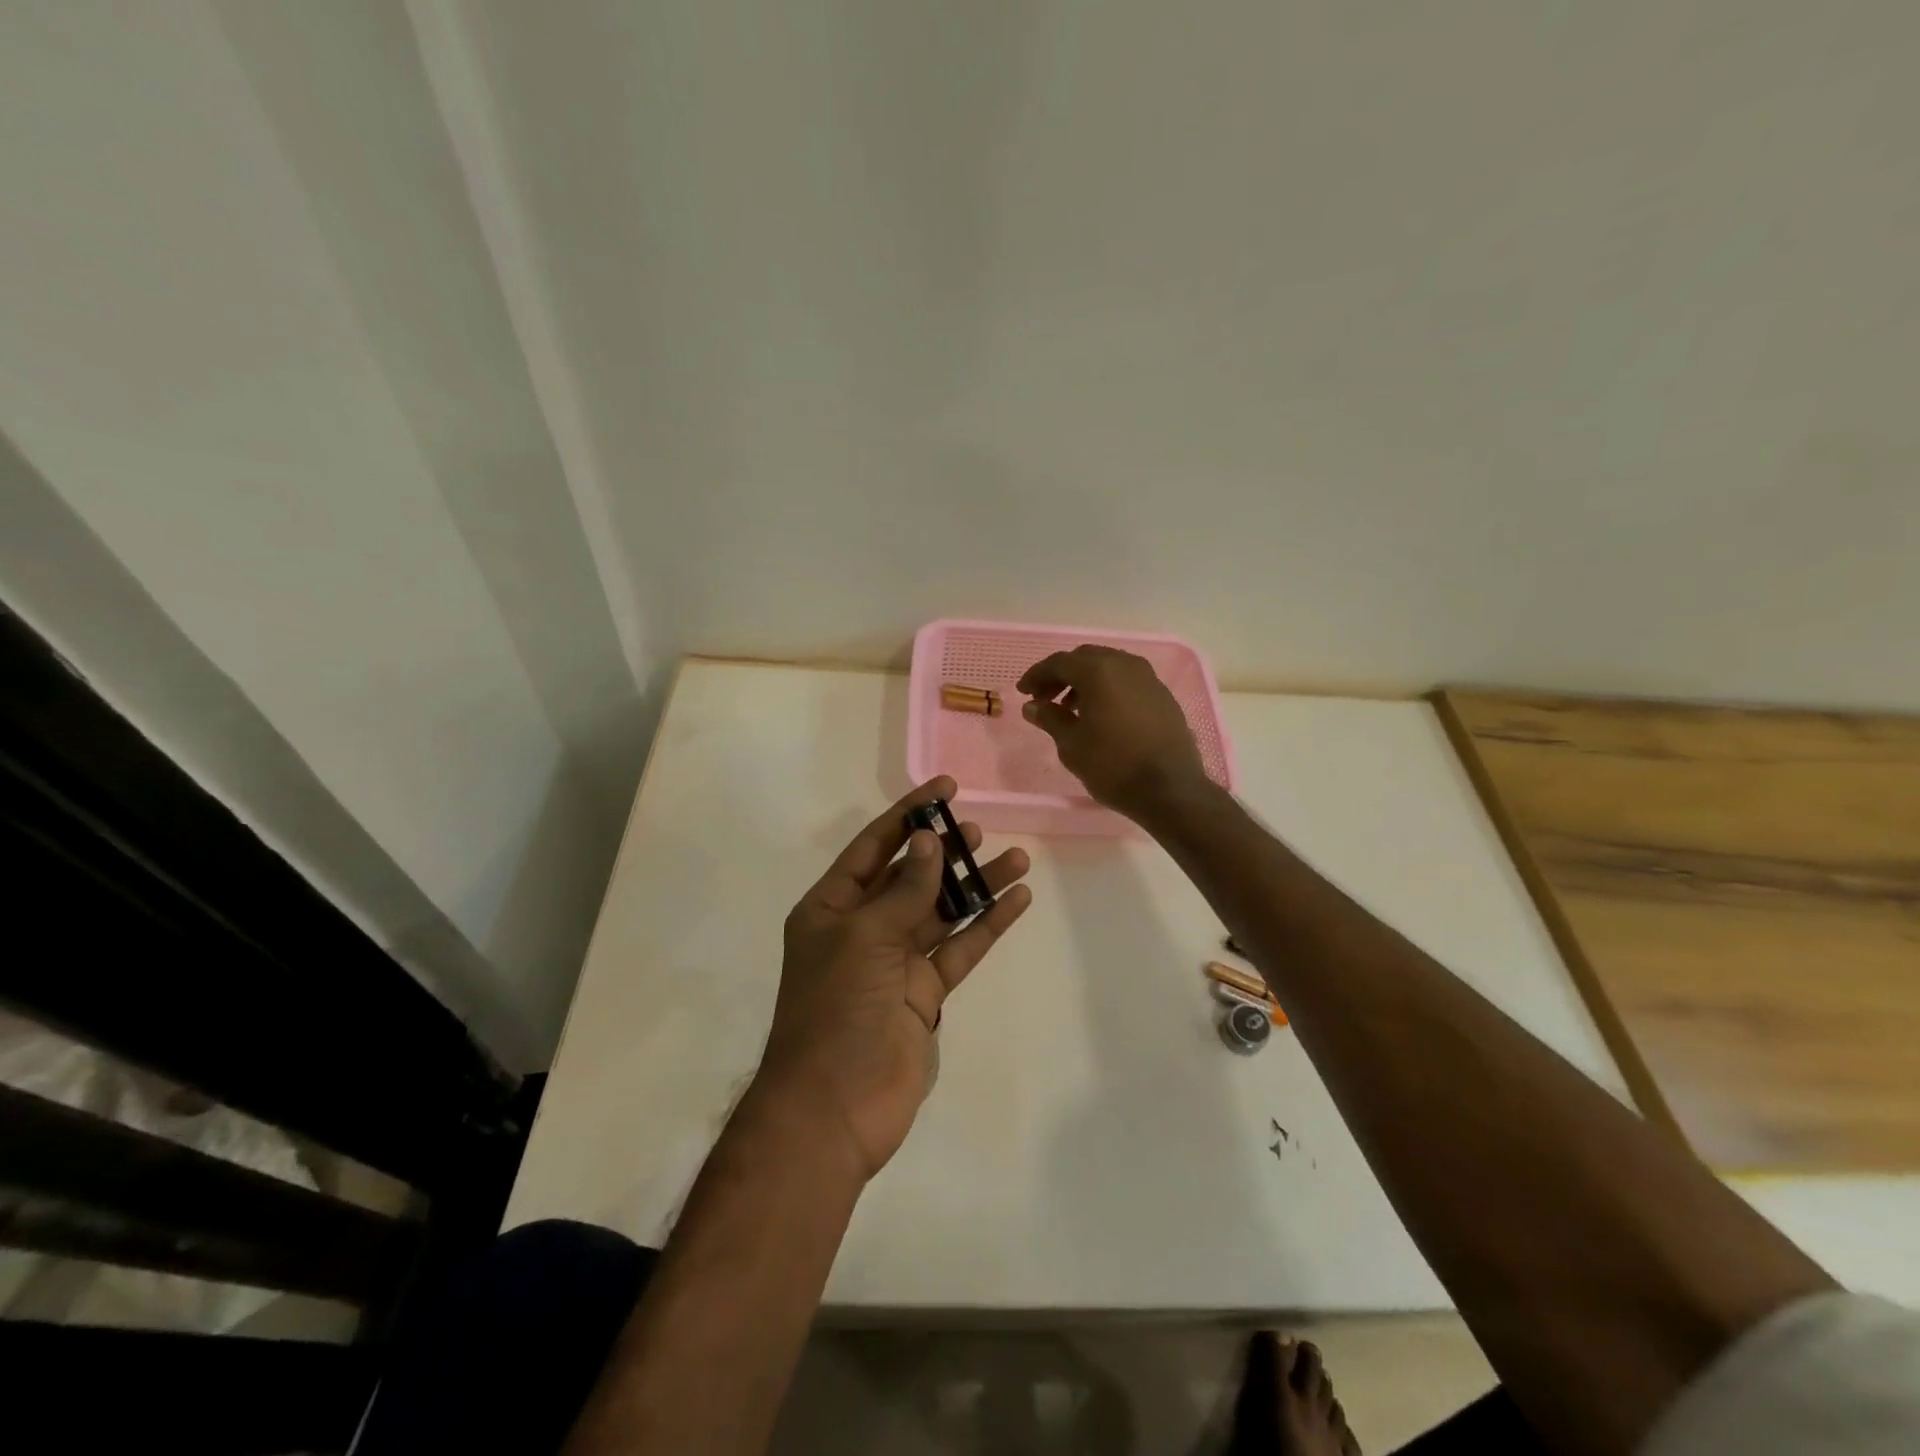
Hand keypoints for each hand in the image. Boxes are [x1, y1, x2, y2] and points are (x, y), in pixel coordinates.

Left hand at [762, 777, 1031, 1180]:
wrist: (834, 1108)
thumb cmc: (837, 1008)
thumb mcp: (865, 936)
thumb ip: (904, 889)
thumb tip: (930, 840)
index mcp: (831, 908)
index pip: (874, 847)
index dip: (908, 815)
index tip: (945, 789)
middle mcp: (861, 928)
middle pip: (910, 876)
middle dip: (944, 850)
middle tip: (978, 828)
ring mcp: (895, 962)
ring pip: (941, 912)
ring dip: (975, 886)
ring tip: (1015, 858)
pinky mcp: (924, 994)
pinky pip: (958, 950)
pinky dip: (986, 926)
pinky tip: (1016, 900)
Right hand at [1017, 646, 1209, 820]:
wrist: (1170, 789)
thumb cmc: (1113, 765)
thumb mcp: (1071, 744)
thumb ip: (1050, 718)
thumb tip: (1032, 706)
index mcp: (1099, 671)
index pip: (1059, 662)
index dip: (1037, 675)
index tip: (1023, 692)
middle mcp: (1125, 665)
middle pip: (1085, 658)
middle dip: (1062, 675)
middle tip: (1045, 698)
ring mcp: (1148, 678)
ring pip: (1109, 667)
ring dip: (1085, 682)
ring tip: (1071, 709)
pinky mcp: (1163, 695)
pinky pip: (1127, 681)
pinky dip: (1108, 689)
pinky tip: (1101, 715)